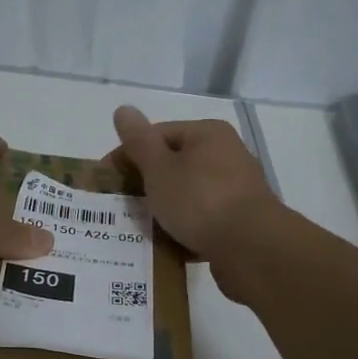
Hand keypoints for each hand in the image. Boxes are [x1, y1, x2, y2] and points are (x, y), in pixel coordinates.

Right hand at [106, 106, 276, 266]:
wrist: (251, 249)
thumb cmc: (199, 200)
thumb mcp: (159, 168)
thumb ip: (139, 141)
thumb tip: (123, 109)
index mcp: (208, 134)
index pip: (158, 135)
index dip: (127, 155)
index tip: (106, 180)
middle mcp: (227, 155)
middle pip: (174, 165)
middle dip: (145, 185)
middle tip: (120, 206)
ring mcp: (237, 189)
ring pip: (187, 195)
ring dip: (163, 210)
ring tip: (140, 228)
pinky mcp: (241, 221)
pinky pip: (202, 220)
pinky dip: (183, 229)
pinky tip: (167, 244)